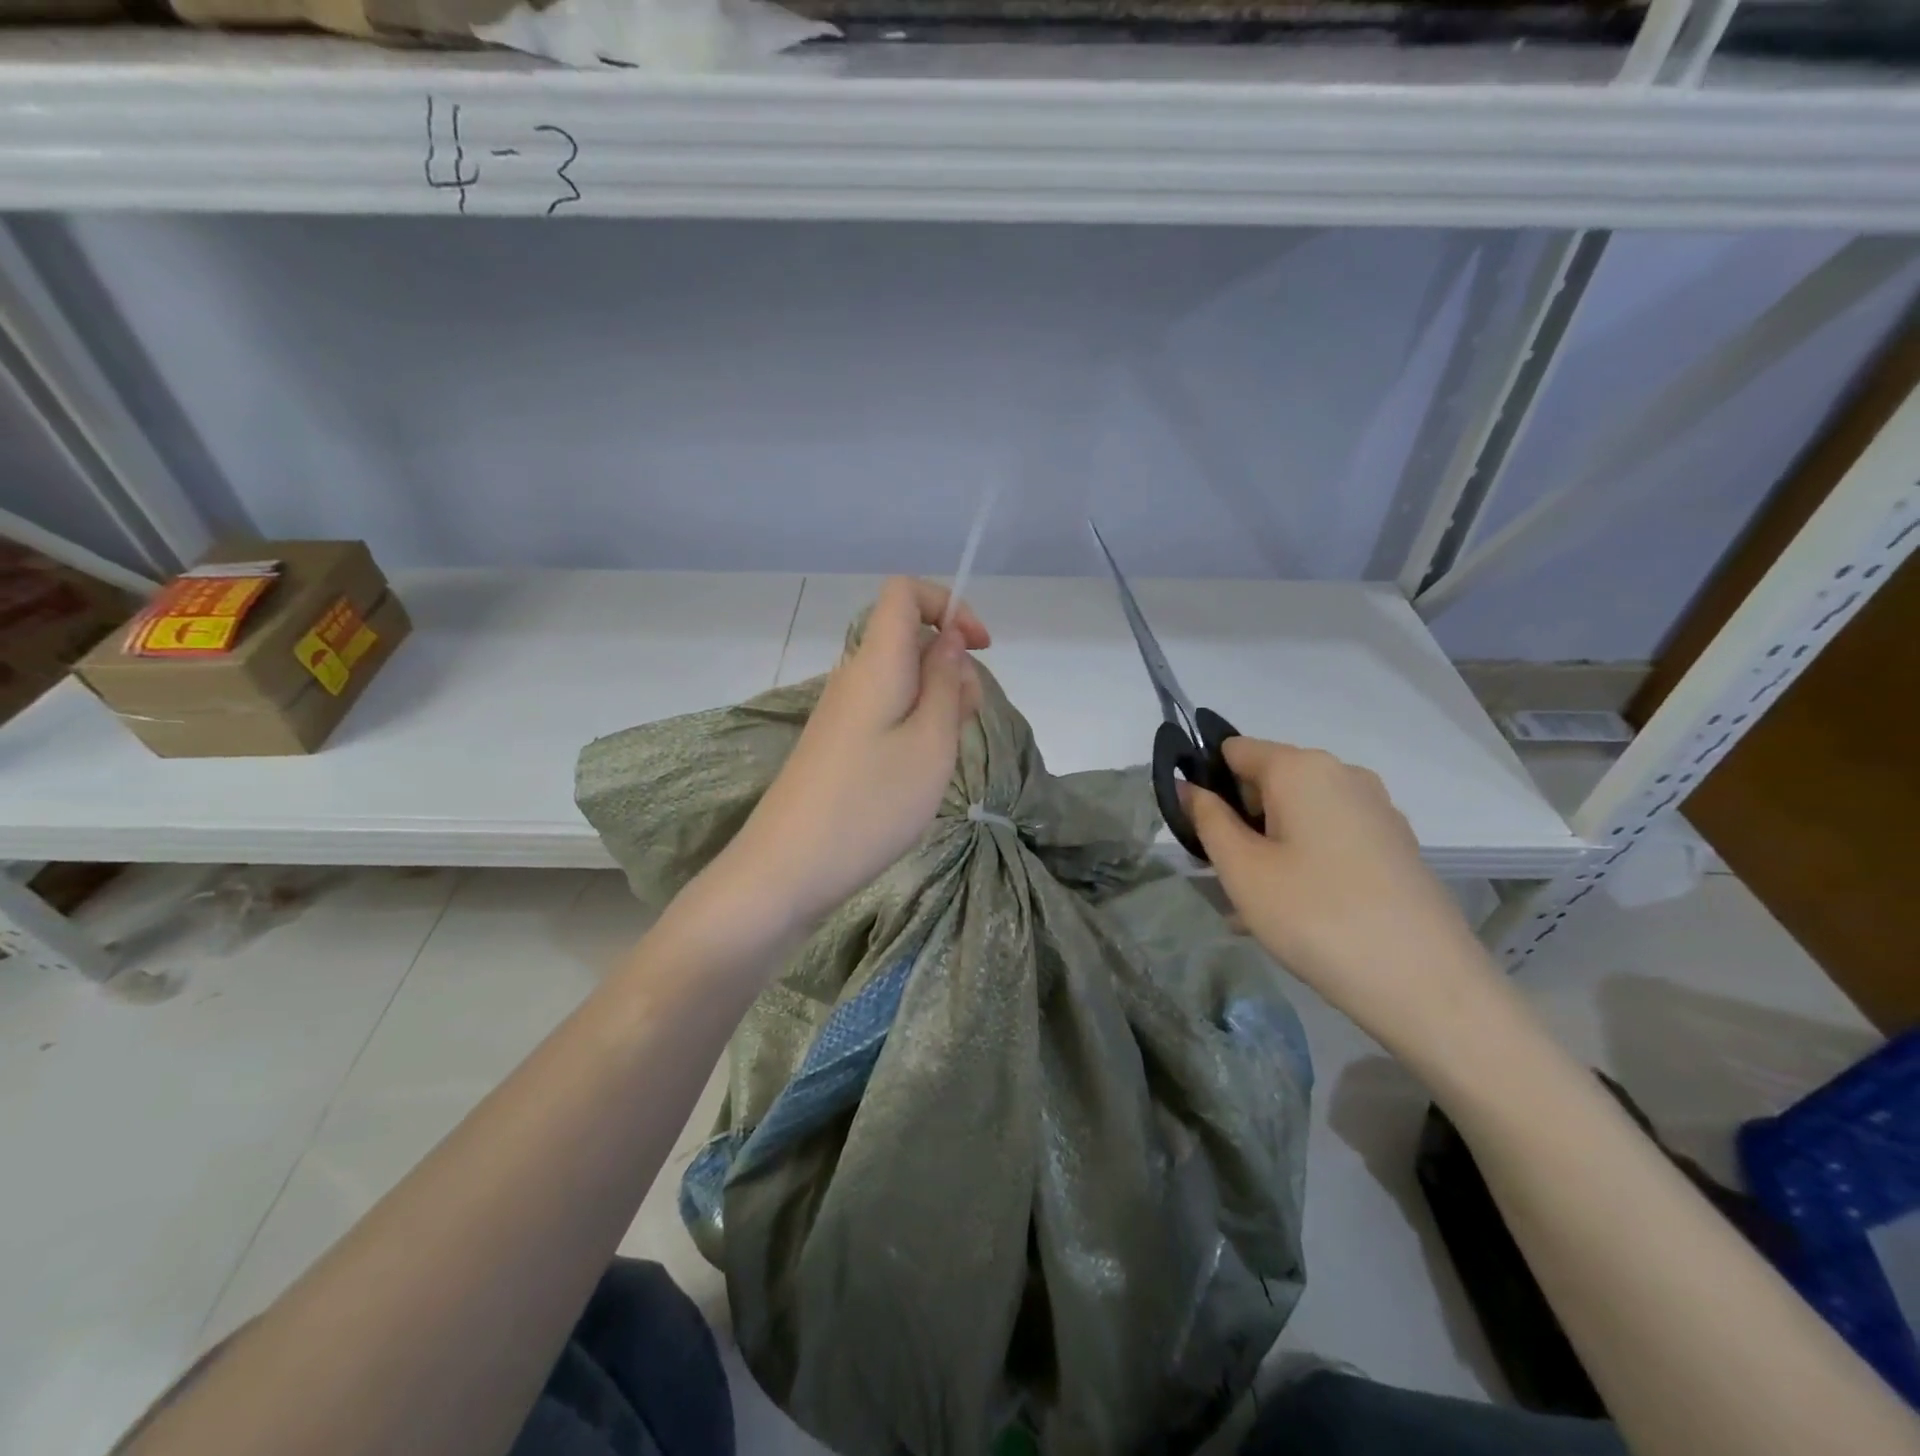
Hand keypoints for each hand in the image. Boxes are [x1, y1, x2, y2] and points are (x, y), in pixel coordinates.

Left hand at [721, 577, 988, 934]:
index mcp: (876, 663)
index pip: (904, 592)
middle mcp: (853, 676)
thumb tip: (949, 638)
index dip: (948, 604)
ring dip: (937, 701)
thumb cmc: (869, 805)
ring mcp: (842, 711)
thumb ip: (946, 683)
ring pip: (901, 679)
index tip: (980, 649)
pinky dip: (915, 725)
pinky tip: (919, 770)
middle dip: (952, 665)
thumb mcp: (930, 744)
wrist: (787, 869)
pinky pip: (885, 710)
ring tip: (944, 755)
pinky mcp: (837, 743)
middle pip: (908, 638)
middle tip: (965, 722)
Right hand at [1186, 738, 1503, 1054]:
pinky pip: (1331, 838)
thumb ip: (1207, 820)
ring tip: (1258, 906)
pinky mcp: (1396, 845)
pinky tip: (1299, 912)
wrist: (1426, 983)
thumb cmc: (1315, 916)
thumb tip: (1188, 787)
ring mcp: (1377, 809)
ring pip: (1299, 815)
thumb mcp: (1242, 869)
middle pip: (1268, 782)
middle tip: (1226, 878)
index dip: (1206, 785)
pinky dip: (1305, 861)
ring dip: (1269, 847)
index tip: (1197, 834)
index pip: (1233, 750)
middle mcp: (1343, 774)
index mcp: (1301, 768)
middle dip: (1239, 822)